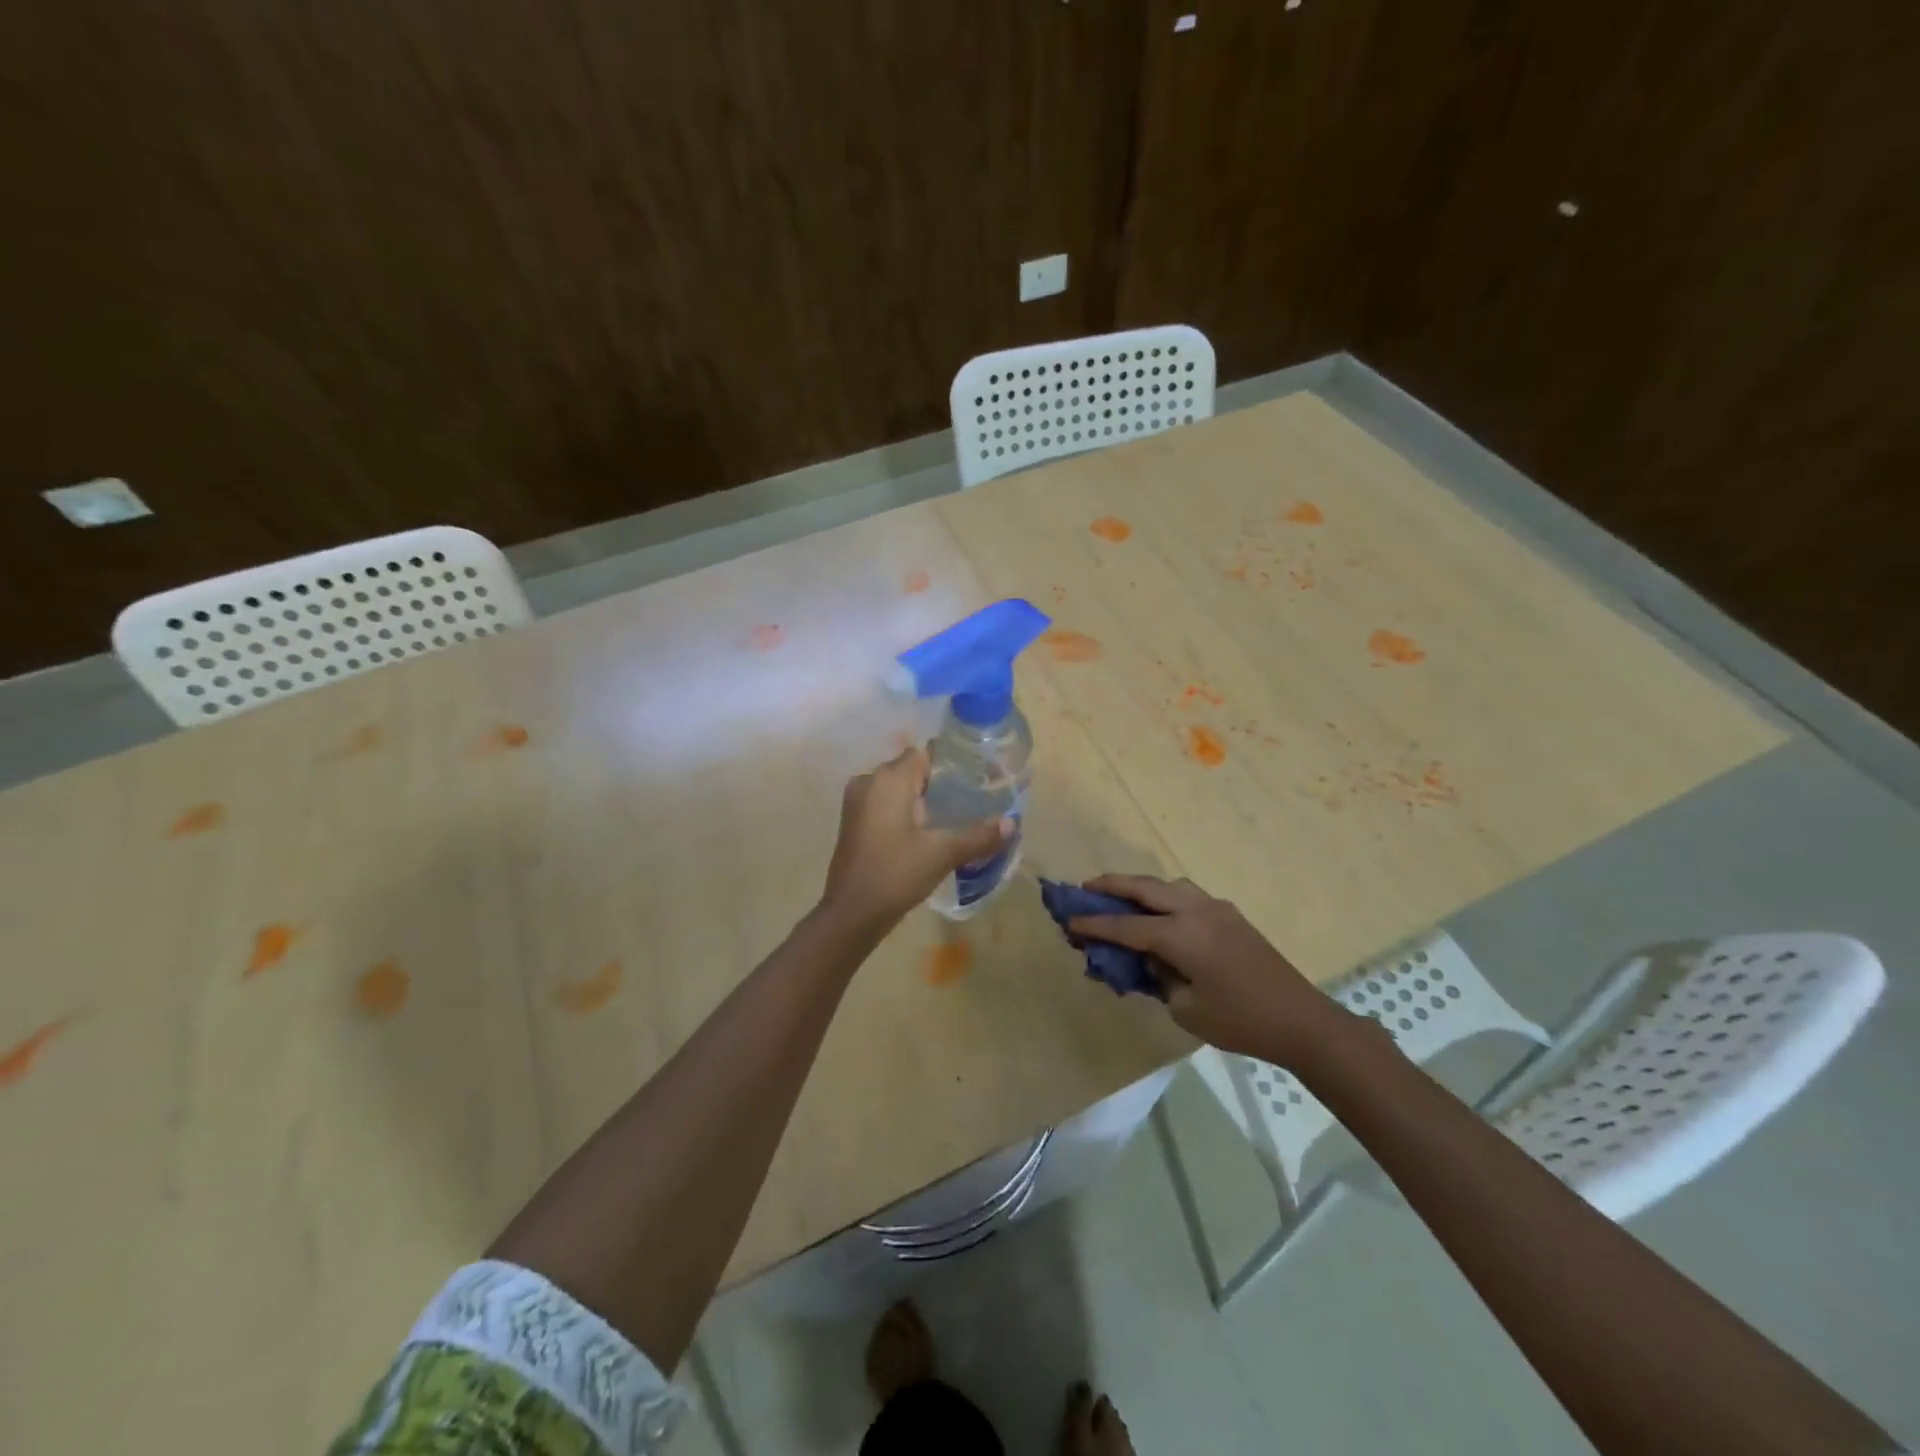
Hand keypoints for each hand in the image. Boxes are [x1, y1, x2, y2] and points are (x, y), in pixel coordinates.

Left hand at [820, 747, 1010, 935]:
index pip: (926, 754)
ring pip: (899, 787)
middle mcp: (869, 781)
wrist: (851, 913)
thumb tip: (1012, 824)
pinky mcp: (854, 821)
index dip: (954, 762)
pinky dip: (907, 809)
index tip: (979, 776)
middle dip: (942, 781)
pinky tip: (929, 829)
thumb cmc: (895, 874)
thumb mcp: (942, 853)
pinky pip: (886, 803)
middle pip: (912, 768)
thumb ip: (979, 835)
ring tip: (957, 813)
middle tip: (974, 797)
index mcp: (889, 779)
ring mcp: (858, 801)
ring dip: (924, 797)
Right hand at [1068, 874, 1357, 1066]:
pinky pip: (1187, 895)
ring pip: (1168, 884)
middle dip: (1111, 885)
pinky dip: (1164, 896)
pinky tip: (1158, 914)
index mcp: (1181, 935)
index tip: (1068, 921)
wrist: (1301, 1020)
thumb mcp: (1186, 1009)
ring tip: (1119, 897)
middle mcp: (1196, 911)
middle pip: (1144, 888)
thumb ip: (1158, 977)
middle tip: (1084, 888)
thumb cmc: (1240, 1022)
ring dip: (1139, 887)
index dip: (1094, 925)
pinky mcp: (1231, 915)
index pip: (1126, 926)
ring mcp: (1216, 909)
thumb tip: (1148, 957)